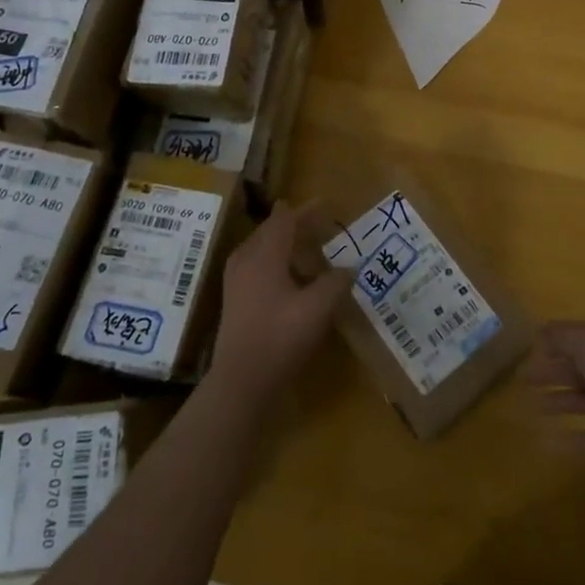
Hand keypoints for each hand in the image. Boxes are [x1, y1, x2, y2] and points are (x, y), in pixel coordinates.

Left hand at [210, 202, 352, 398]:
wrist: (241, 381)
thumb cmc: (280, 337)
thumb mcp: (318, 308)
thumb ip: (336, 282)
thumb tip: (349, 267)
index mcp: (265, 254)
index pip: (285, 220)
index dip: (305, 210)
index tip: (324, 204)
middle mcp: (246, 260)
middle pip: (270, 231)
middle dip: (294, 224)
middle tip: (318, 223)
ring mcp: (236, 281)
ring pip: (261, 248)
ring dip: (283, 243)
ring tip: (305, 246)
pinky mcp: (235, 300)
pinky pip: (256, 265)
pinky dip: (275, 261)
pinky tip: (290, 277)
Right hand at [527, 322, 584, 489]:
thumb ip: (563, 338)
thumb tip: (539, 331)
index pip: (579, 337)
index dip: (556, 339)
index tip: (529, 345)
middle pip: (578, 368)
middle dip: (551, 370)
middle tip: (521, 378)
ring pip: (582, 401)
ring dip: (557, 401)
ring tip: (527, 405)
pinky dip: (567, 440)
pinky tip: (543, 441)